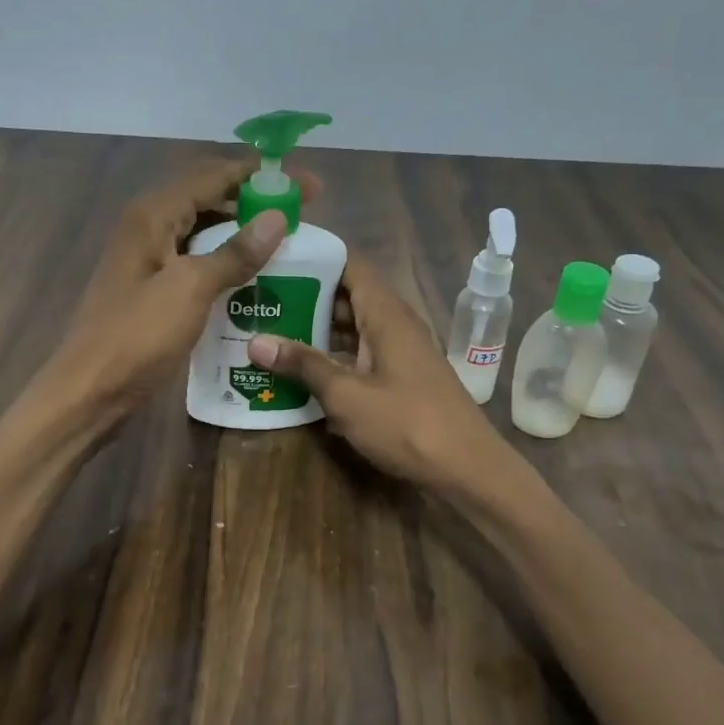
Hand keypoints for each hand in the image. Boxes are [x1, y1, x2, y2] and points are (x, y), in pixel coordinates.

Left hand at [43, 159, 315, 423]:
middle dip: (255, 202)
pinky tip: (253, 279)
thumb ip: (235, 253)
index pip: (214, 175)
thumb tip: (278, 218)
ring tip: (285, 244)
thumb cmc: (137, 338)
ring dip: (242, 233)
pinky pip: (196, 262)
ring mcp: (148, 259)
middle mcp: (148, 227)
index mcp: (153, 215)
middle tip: (302, 216)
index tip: (309, 186)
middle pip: (208, 198)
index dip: (263, 176)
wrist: (90, 392)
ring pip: (203, 232)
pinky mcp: (152, 289)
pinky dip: (225, 263)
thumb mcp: (190, 290)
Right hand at [247, 256, 506, 490]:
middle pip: (346, 296)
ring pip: (351, 329)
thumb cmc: (407, 423)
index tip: (273, 256)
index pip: (350, 264)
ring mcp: (399, 353)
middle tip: (259, 299)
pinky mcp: (399, 379)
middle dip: (304, 296)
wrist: (466, 468)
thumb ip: (304, 365)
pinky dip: (332, 358)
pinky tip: (299, 372)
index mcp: (386, 314)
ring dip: (315, 330)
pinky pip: (360, 355)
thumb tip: (256, 341)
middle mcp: (394, 324)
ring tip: (267, 330)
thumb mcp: (347, 395)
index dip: (315, 256)